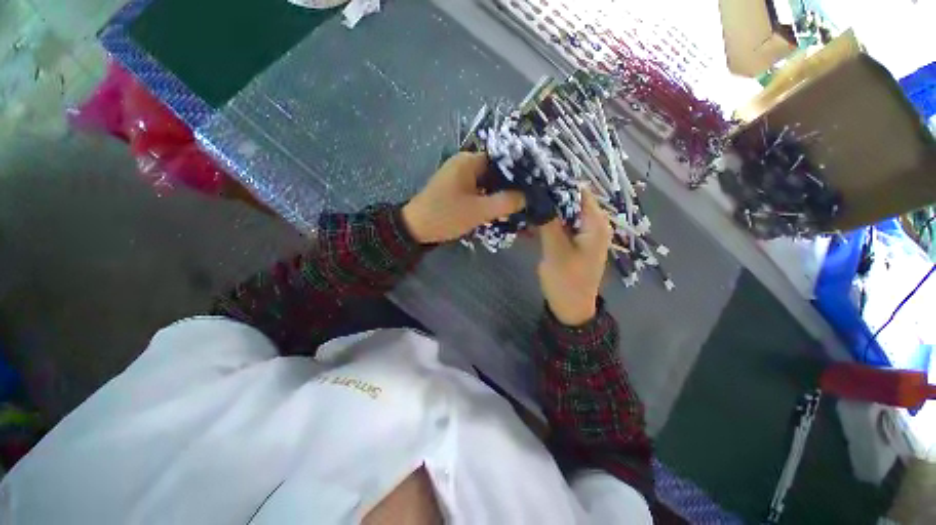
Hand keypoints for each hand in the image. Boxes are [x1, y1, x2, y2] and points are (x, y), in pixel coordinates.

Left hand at [403, 153, 524, 243]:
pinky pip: (478, 190)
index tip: (533, 186)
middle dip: (510, 186)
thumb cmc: (446, 215)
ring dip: (499, 194)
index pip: (502, 159)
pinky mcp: (456, 188)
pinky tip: (498, 210)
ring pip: (487, 182)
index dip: (519, 172)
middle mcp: (464, 163)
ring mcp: (459, 176)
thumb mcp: (479, 211)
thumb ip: (505, 203)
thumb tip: (528, 196)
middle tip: (526, 200)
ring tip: (516, 207)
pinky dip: (488, 198)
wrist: (415, 228)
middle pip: (495, 171)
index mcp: (469, 161)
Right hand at [537, 189, 612, 325]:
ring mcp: (583, 232)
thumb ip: (549, 221)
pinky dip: (548, 220)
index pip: (579, 191)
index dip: (558, 182)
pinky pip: (561, 223)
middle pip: (571, 200)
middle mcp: (593, 223)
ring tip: (524, 202)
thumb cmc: (566, 281)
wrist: (571, 308)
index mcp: (595, 223)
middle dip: (549, 195)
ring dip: (547, 208)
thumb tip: (539, 195)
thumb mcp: (555, 251)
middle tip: (525, 191)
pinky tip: (531, 219)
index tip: (534, 178)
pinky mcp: (574, 240)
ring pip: (564, 211)